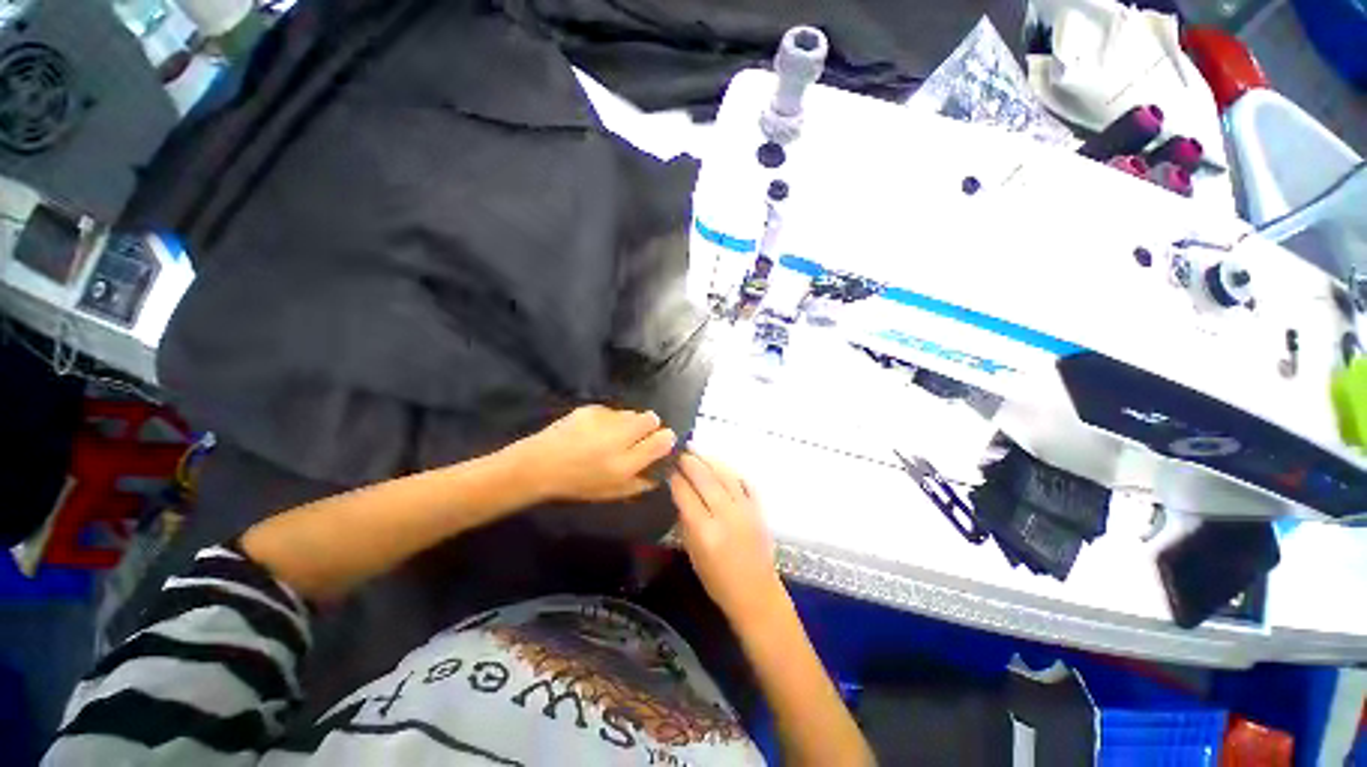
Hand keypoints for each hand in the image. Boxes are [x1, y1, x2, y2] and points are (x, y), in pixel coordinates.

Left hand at [511, 405, 676, 502]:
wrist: (540, 465)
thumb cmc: (578, 484)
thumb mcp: (613, 493)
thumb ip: (641, 483)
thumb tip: (661, 471)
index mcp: (627, 463)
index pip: (663, 440)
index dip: (666, 439)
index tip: (661, 442)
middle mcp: (619, 438)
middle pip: (651, 419)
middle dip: (651, 425)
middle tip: (639, 437)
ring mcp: (604, 420)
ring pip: (632, 413)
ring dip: (631, 422)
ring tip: (614, 434)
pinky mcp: (591, 409)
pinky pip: (613, 411)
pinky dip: (612, 419)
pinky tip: (596, 430)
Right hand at [670, 453, 785, 623]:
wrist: (756, 593)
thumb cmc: (717, 580)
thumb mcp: (693, 553)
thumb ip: (686, 521)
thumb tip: (680, 495)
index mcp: (705, 531)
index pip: (685, 494)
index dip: (675, 478)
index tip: (667, 467)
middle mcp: (725, 514)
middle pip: (705, 478)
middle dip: (690, 462)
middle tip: (680, 452)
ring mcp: (744, 509)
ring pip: (725, 474)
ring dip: (709, 460)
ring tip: (697, 451)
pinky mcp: (758, 508)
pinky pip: (744, 481)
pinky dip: (730, 470)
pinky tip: (719, 464)